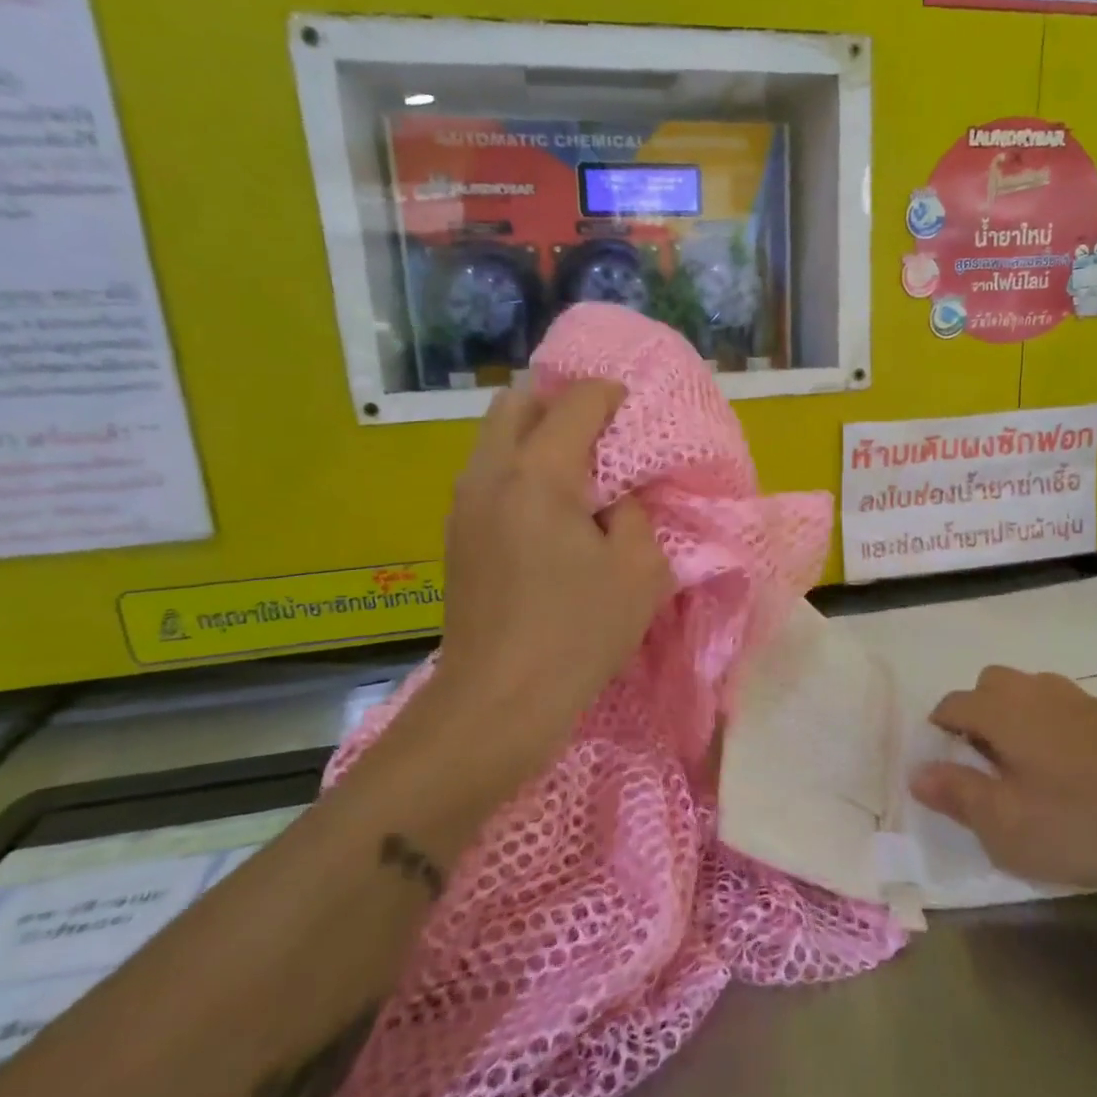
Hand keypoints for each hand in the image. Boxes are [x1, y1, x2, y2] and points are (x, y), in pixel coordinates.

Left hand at [426, 379, 671, 779]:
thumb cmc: (578, 633)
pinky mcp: (456, 534)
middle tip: (599, 431)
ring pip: (495, 437)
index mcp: (538, 474)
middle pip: (517, 402)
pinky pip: (488, 473)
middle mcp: (490, 474)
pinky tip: (549, 509)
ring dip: (535, 435)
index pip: (575, 403)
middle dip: (560, 403)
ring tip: (576, 469)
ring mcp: (464, 504)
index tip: (633, 409)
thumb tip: (616, 498)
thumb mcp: (639, 570)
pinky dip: (519, 468)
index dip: (610, 395)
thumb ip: (635, 514)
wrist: (499, 701)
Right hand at [910, 666, 1096, 891]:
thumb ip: (956, 794)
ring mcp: (1076, 698)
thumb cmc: (1081, 823)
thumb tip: (917, 773)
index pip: (952, 705)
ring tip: (1025, 765)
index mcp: (1001, 709)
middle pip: (988, 685)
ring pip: (1027, 691)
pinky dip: (1049, 725)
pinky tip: (1069, 768)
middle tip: (984, 764)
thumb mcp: (1005, 825)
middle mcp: (1033, 690)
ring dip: (1014, 716)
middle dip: (976, 715)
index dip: (939, 732)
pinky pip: (1061, 706)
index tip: (945, 767)